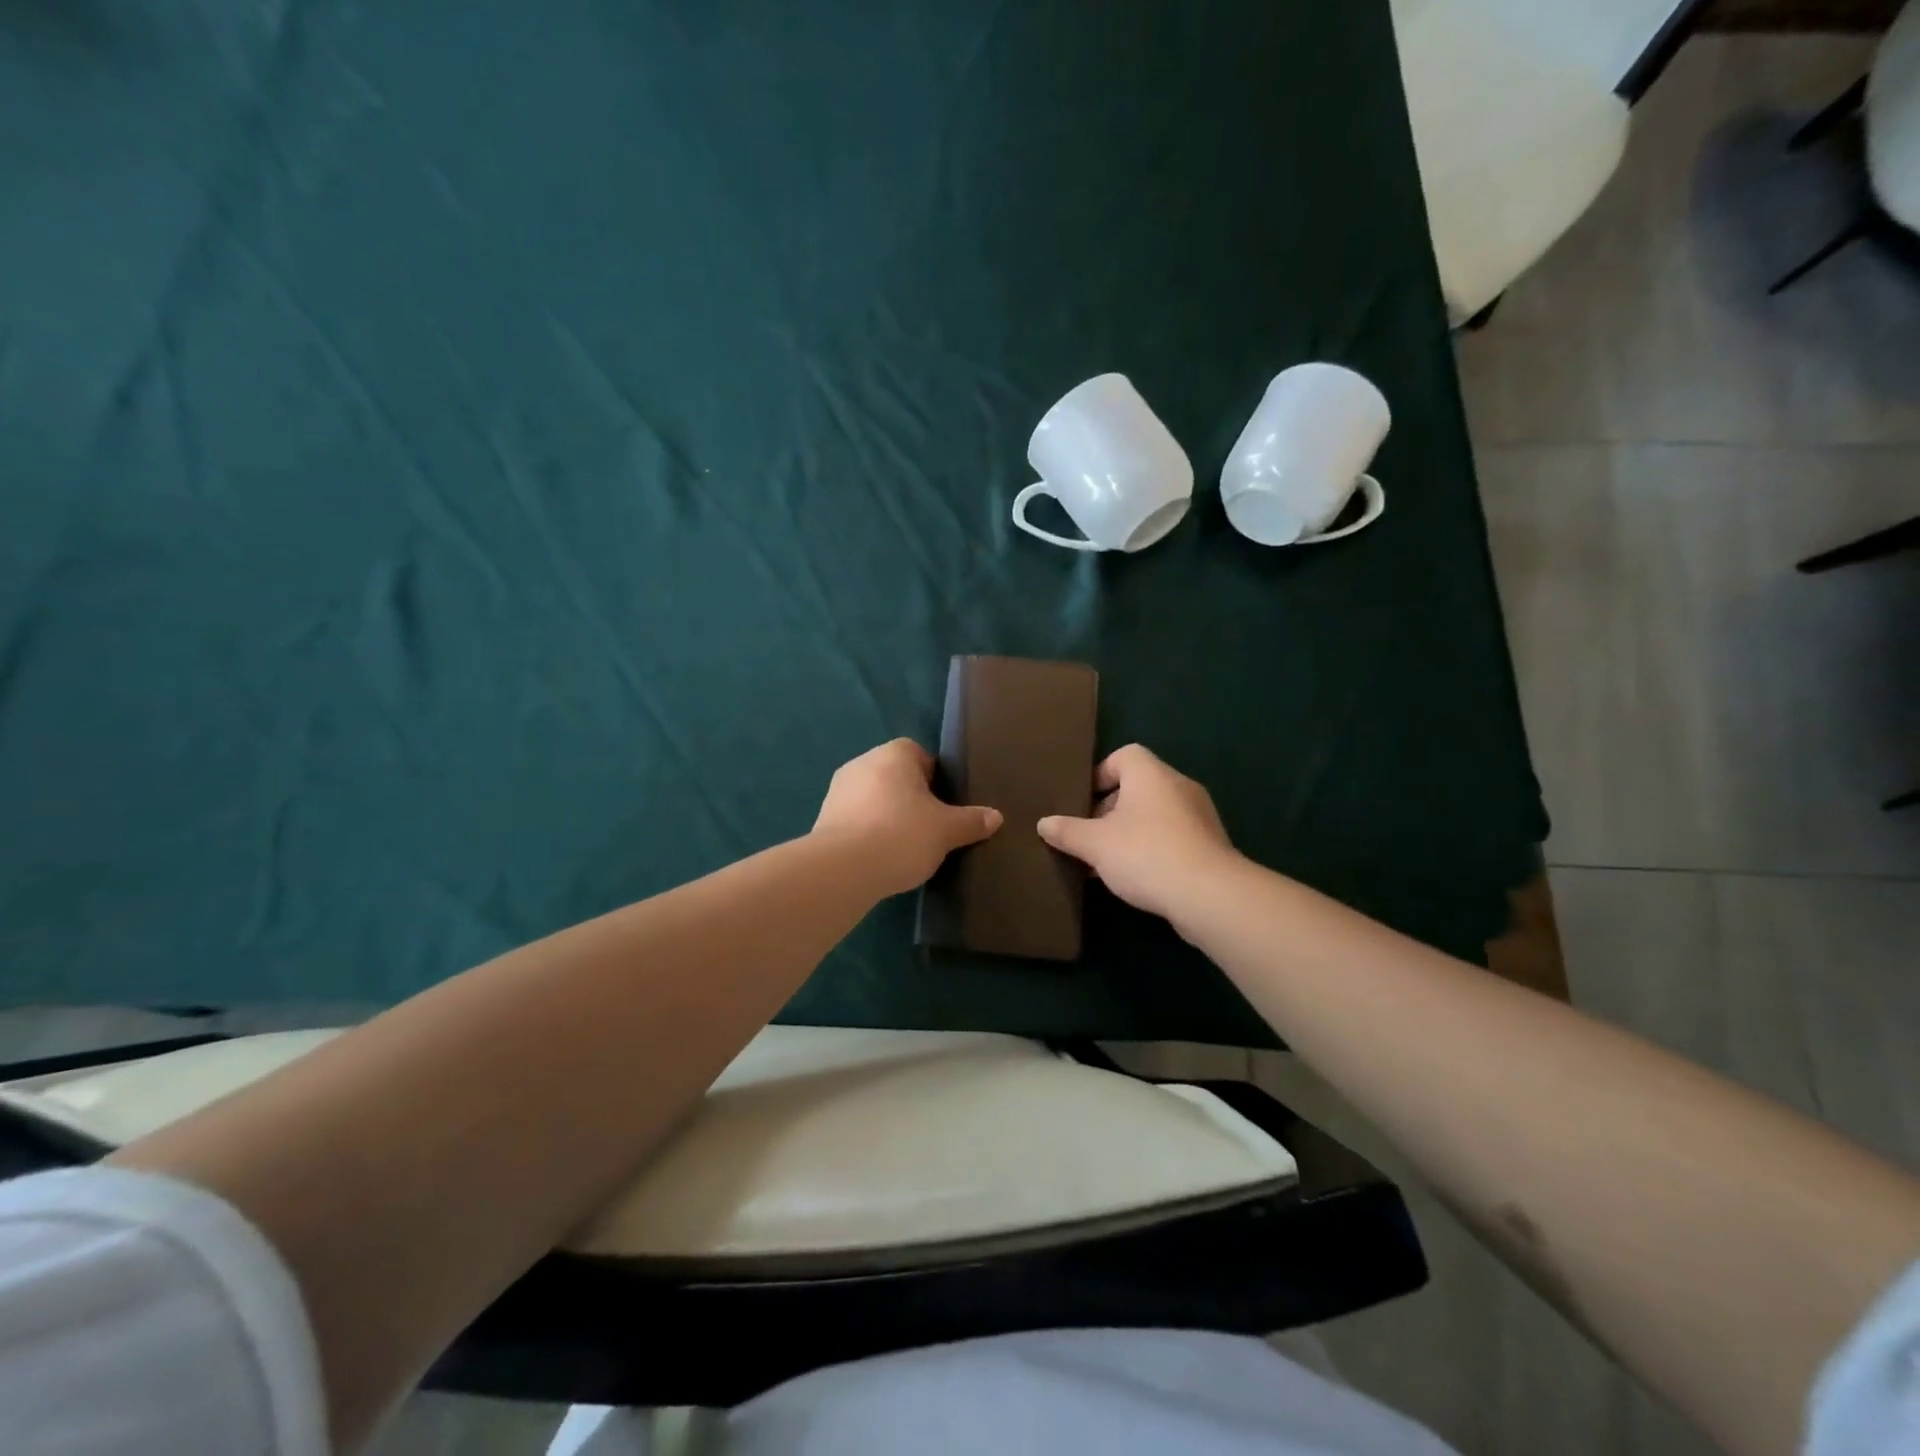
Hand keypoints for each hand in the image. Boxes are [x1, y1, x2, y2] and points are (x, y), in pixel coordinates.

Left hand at [813, 739, 1002, 896]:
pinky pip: (855, 819)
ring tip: (906, 846)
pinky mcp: (823, 819)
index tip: (945, 805)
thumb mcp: (946, 831)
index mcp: (893, 754)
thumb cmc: (901, 835)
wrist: (842, 870)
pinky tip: (880, 857)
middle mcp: (862, 763)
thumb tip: (996, 817)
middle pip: (895, 776)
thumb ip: (971, 821)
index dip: (936, 778)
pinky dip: (868, 833)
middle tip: (931, 827)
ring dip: (888, 816)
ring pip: (873, 798)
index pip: (919, 754)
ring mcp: (838, 791)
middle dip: (912, 798)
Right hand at [1037, 744, 1237, 922]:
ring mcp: (1199, 815)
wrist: (1209, 896)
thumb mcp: (1095, 844)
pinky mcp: (1210, 845)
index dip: (1100, 774)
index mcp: (1151, 774)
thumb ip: (1067, 831)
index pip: (1124, 755)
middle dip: (1110, 809)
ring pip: (1155, 814)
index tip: (1082, 802)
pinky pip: (1172, 836)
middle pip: (1138, 786)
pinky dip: (1152, 849)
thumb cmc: (1145, 854)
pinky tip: (1136, 877)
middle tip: (1089, 836)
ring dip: (1130, 832)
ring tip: (1107, 861)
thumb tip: (1044, 823)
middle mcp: (1178, 786)